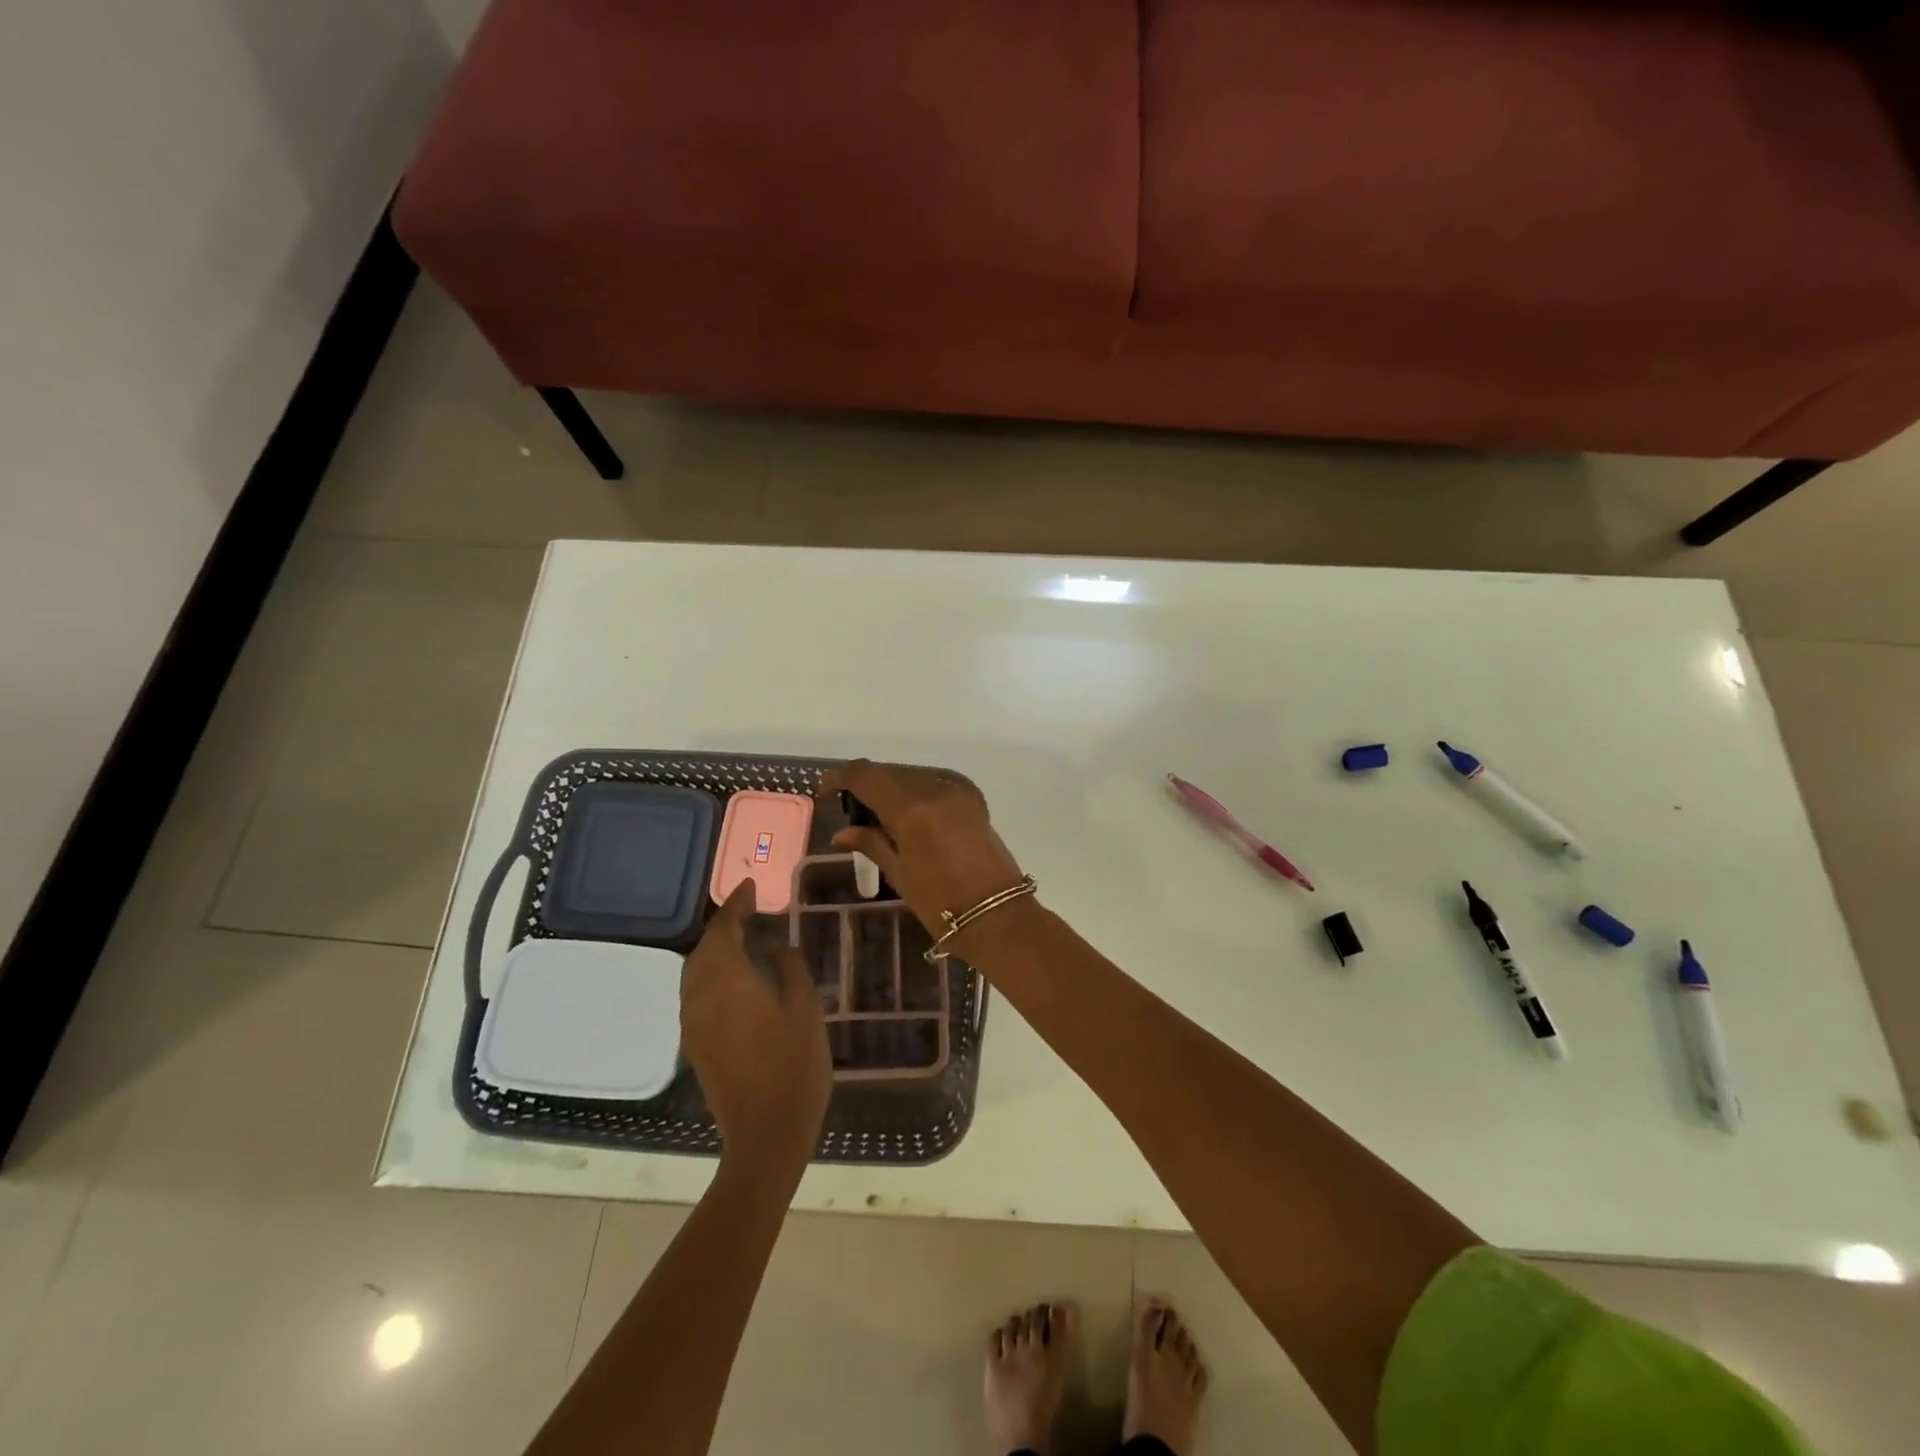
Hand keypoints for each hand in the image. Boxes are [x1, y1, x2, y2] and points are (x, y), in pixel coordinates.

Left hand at [681, 881, 830, 1169]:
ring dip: (715, 950)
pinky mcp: (696, 1044)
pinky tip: (734, 978)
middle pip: (703, 949)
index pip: (724, 929)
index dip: (737, 905)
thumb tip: (775, 947)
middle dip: (723, 926)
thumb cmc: (794, 1064)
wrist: (765, 1133)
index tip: (751, 886)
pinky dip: (711, 973)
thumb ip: (789, 968)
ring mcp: (694, 1023)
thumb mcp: (805, 1007)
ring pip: (695, 972)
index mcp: (727, 980)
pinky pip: (696, 993)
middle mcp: (700, 996)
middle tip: (749, 910)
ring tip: (742, 938)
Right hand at [818, 760, 1030, 939]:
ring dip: (892, 787)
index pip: (867, 776)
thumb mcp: (899, 873)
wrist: (997, 915)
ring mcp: (957, 790)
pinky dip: (915, 791)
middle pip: (890, 772)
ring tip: (879, 815)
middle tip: (851, 809)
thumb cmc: (941, 903)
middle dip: (867, 785)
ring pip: (912, 775)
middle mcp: (935, 788)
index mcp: (912, 808)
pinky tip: (907, 815)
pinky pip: (933, 782)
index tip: (826, 789)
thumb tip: (842, 831)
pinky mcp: (972, 798)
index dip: (841, 777)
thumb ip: (871, 843)